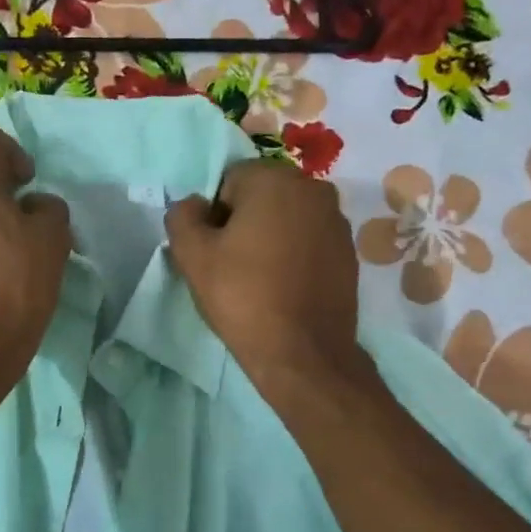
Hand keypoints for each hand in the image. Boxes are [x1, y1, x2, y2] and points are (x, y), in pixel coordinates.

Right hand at [165, 158, 363, 395]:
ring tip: (259, 280)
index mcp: (274, 179)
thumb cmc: (243, 297)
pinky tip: (284, 288)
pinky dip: (293, 255)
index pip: (228, 181)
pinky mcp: (348, 251)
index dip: (213, 216)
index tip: (213, 251)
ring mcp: (336, 220)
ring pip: (287, 219)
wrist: (302, 352)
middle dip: (243, 223)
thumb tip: (194, 205)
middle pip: (261, 196)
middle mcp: (313, 188)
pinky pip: (308, 241)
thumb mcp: (193, 257)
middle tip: (231, 266)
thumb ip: (182, 217)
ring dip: (269, 238)